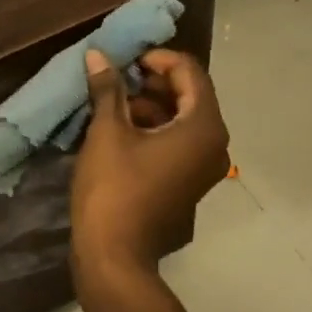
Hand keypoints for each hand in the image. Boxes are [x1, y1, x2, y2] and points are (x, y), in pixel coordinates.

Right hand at [70, 47, 229, 275]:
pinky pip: (176, 145)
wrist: (115, 257)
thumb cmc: (113, 189)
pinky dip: (152, 131)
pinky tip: (118, 132)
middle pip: (188, 96)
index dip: (156, 58)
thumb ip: (107, 89)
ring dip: (149, 106)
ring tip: (110, 105)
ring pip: (180, 121)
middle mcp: (214, 145)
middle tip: (115, 79)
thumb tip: (98, 54)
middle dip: (151, 82)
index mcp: (203, 126)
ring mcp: (203, 169)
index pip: (188, 72)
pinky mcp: (187, 185)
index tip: (124, 59)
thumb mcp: (107, 132)